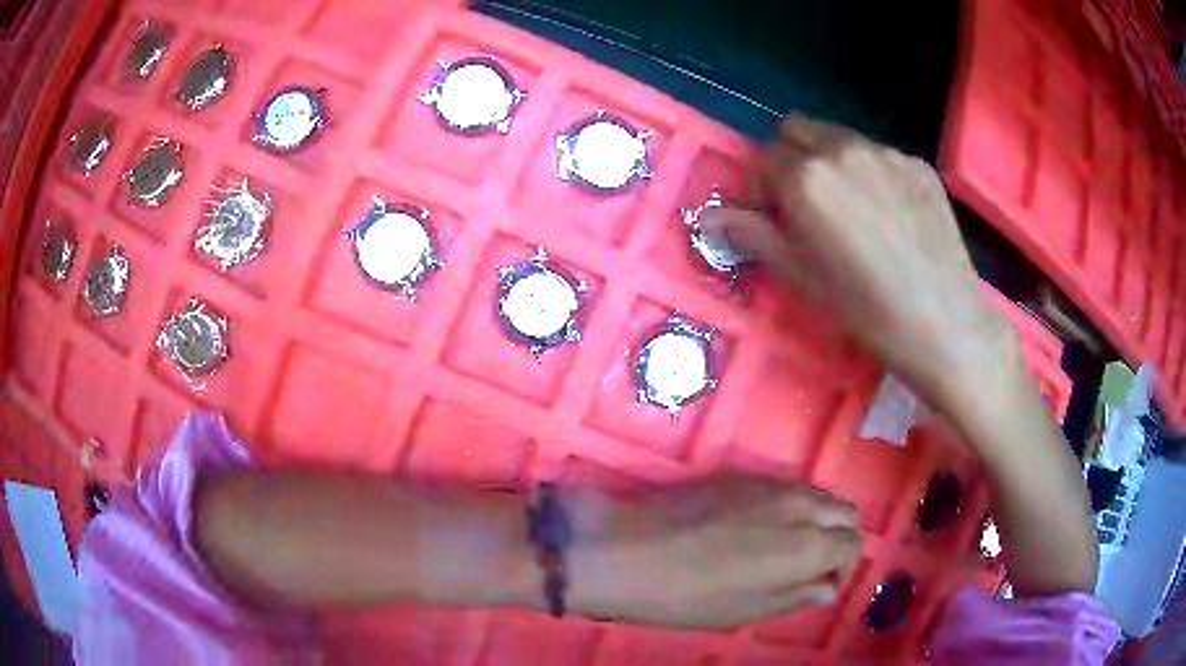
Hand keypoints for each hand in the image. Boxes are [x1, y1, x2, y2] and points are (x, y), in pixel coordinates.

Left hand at [564, 476, 860, 628]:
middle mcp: (801, 504)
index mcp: (809, 543)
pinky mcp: (742, 474)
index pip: (853, 544)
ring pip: (819, 495)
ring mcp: (771, 483)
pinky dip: (794, 505)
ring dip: (819, 520)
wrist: (627, 549)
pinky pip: (788, 486)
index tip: (821, 586)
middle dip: (838, 540)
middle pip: (844, 513)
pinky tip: (763, 527)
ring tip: (788, 548)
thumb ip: (797, 594)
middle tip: (811, 567)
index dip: (844, 569)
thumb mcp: (748, 609)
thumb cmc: (688, 595)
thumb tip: (826, 586)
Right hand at [702, 115, 1019, 410]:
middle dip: (790, 159)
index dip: (759, 191)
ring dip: (831, 162)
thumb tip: (708, 218)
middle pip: (797, 130)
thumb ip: (752, 235)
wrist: (944, 322)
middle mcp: (843, 149)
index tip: (771, 219)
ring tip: (853, 210)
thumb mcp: (801, 277)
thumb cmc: (866, 308)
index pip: (762, 161)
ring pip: (840, 138)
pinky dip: (872, 173)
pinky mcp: (919, 164)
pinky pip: (880, 154)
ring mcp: (886, 152)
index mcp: (806, 177)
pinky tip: (891, 215)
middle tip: (806, 206)